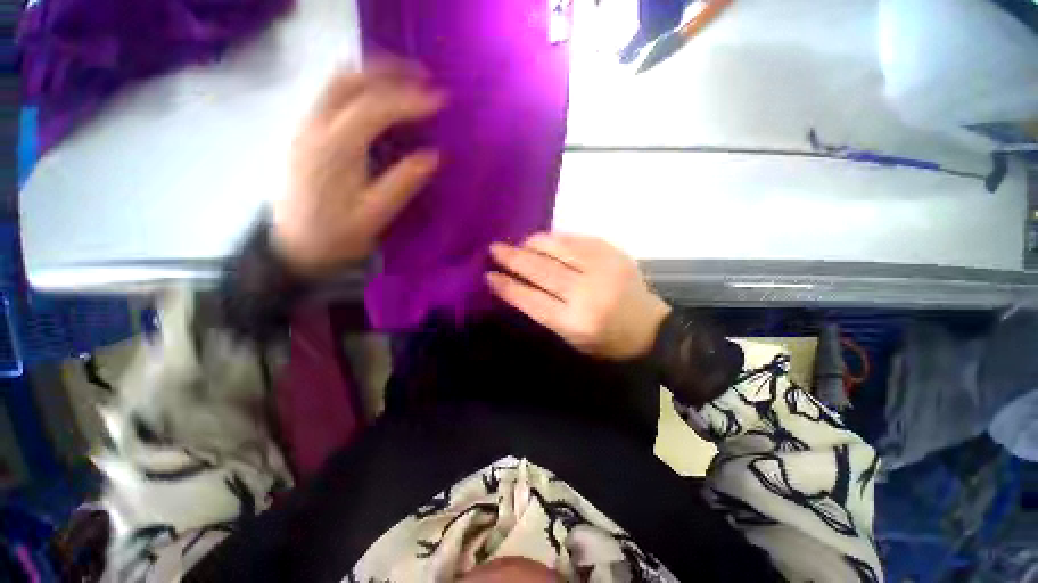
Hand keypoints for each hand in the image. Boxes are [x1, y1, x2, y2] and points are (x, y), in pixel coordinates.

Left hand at [272, 61, 445, 274]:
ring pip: (336, 83)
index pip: (374, 108)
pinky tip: (377, 97)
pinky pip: (331, 97)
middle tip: (423, 76)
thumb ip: (402, 183)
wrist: (294, 248)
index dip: (408, 100)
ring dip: (371, 74)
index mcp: (334, 149)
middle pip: (348, 80)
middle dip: (387, 71)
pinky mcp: (305, 135)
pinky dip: (358, 87)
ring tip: (405, 80)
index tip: (440, 100)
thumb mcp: (375, 216)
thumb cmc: (337, 236)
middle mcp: (315, 128)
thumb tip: (433, 156)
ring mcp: (306, 128)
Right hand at [487, 233, 671, 359]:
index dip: (508, 287)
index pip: (532, 300)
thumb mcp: (571, 337)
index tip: (489, 276)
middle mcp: (587, 293)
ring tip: (519, 243)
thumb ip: (545, 312)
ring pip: (558, 249)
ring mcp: (601, 269)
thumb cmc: (605, 340)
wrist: (649, 327)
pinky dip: (555, 238)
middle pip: (541, 271)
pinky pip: (576, 239)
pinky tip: (544, 240)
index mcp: (575, 322)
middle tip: (495, 249)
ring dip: (533, 244)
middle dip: (513, 259)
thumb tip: (518, 285)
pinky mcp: (612, 253)